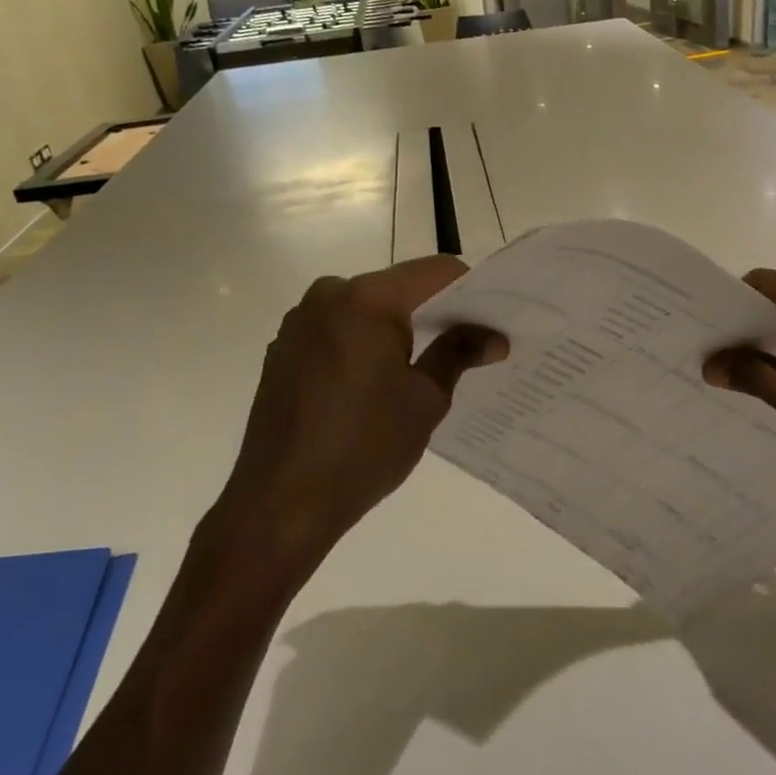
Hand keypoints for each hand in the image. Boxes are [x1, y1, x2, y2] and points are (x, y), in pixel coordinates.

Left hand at [216, 256, 506, 578]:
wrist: (282, 502)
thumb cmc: (364, 448)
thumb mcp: (425, 400)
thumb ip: (458, 354)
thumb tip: (493, 337)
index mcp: (367, 300)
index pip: (435, 272)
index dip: (470, 289)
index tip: (492, 318)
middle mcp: (327, 296)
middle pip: (397, 287)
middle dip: (434, 311)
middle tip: (467, 344)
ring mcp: (299, 321)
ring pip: (365, 309)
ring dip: (396, 328)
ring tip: (421, 368)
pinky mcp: (282, 349)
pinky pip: (337, 330)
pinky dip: (363, 343)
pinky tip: (374, 384)